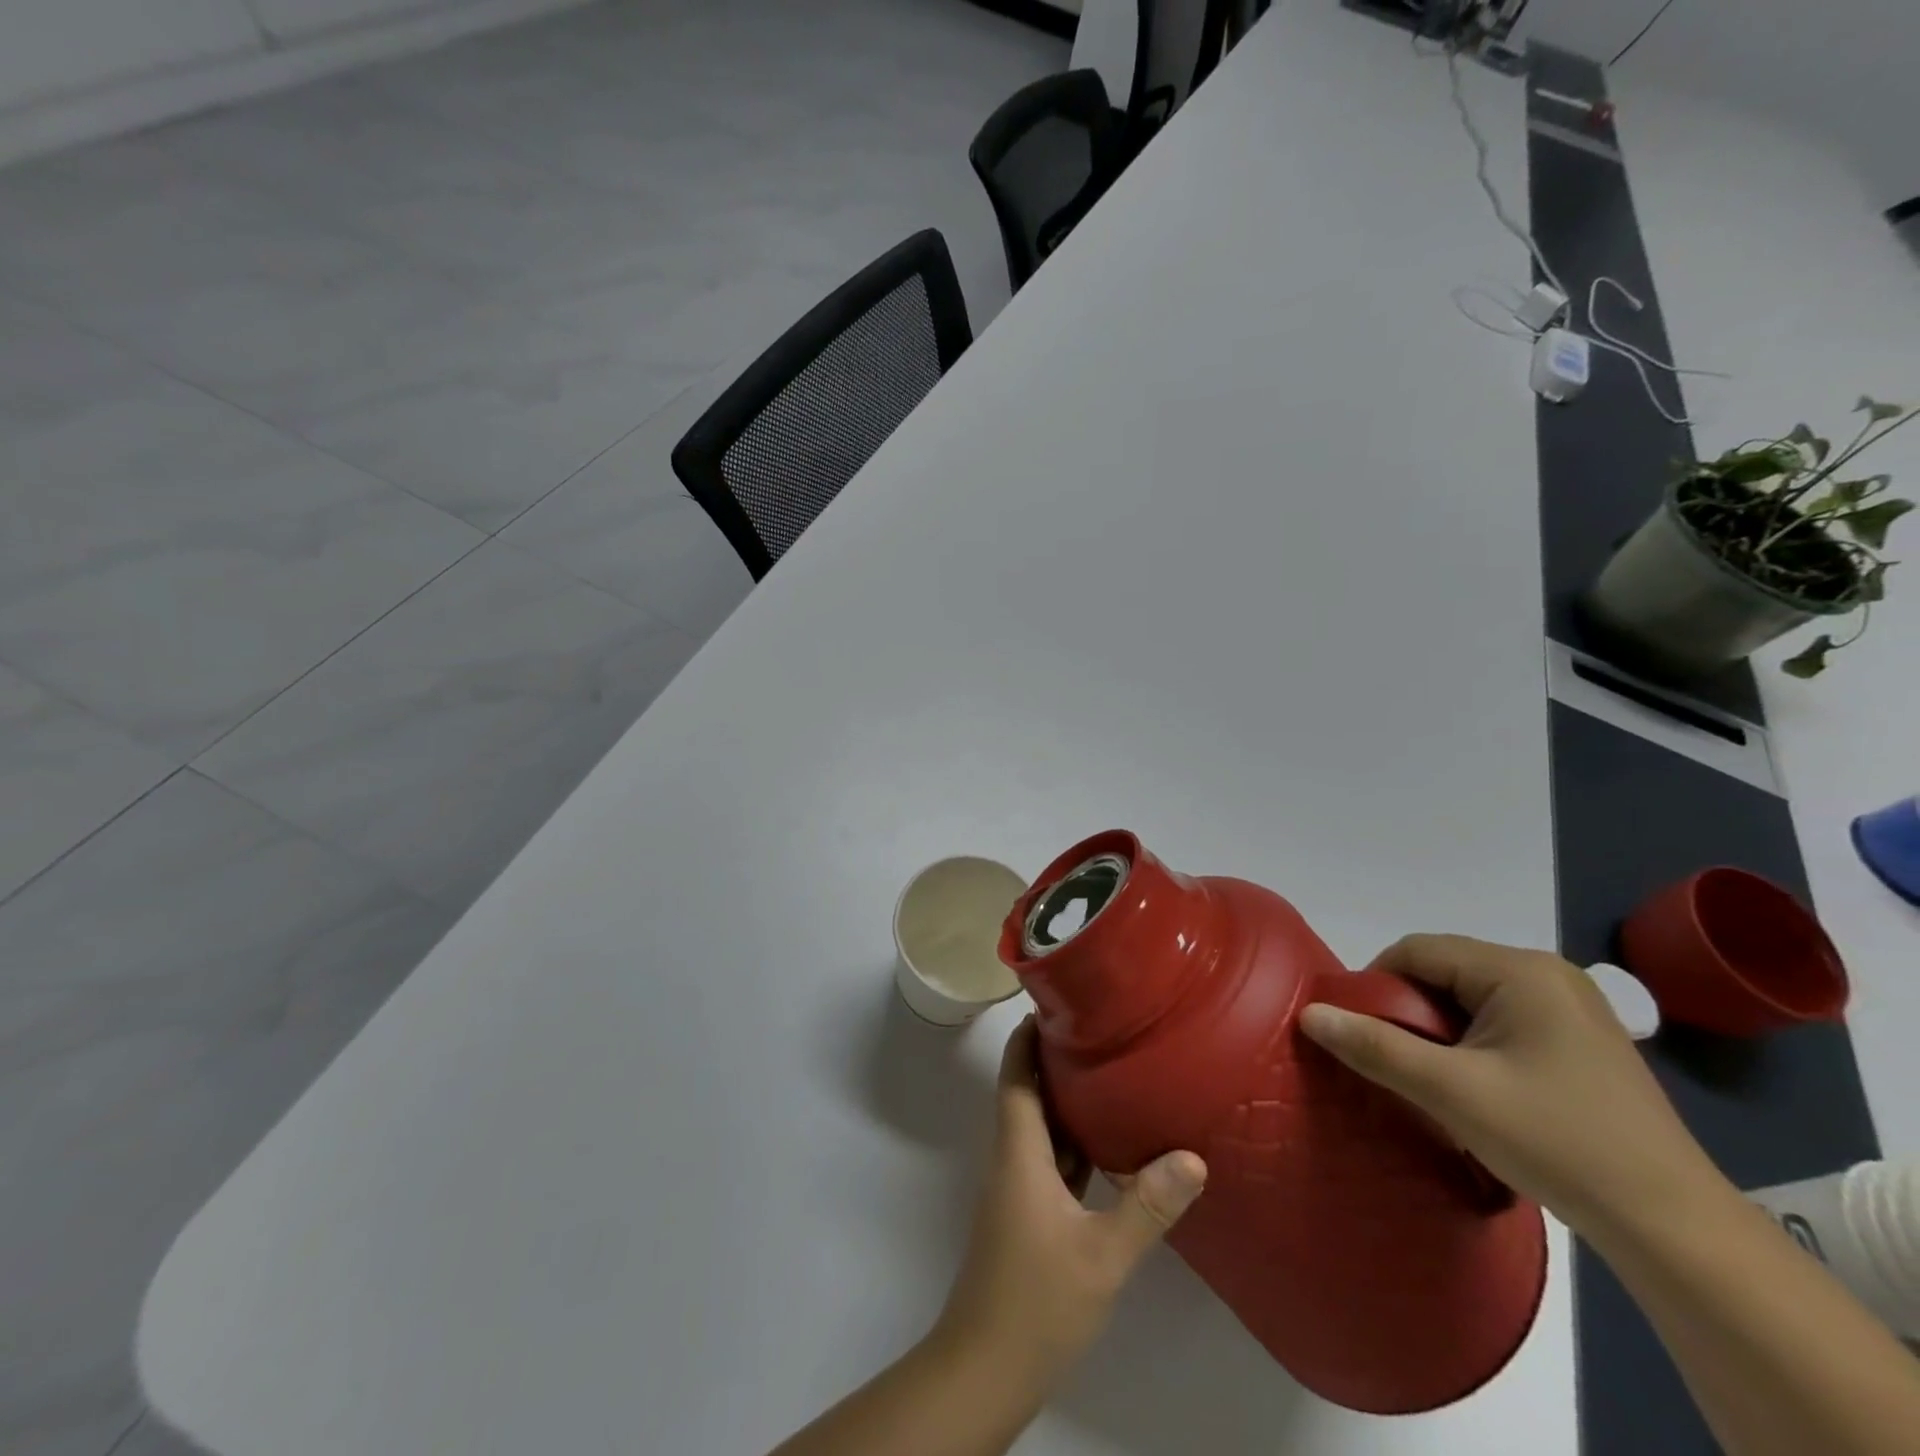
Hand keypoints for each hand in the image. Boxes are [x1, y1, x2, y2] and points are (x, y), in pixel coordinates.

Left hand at [935, 1018, 1206, 1386]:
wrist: (987, 1367)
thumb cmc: (1037, 1300)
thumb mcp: (1102, 1254)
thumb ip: (1146, 1206)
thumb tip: (1192, 1157)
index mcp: (1020, 1151)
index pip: (1017, 1075)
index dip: (1027, 1036)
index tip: (1053, 1003)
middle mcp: (1015, 1160)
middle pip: (1029, 1093)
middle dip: (1055, 1059)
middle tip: (1099, 1029)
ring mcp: (1022, 1190)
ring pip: (1043, 1128)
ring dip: (1067, 1100)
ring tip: (1111, 1071)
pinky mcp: (1032, 1216)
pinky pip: (1054, 1162)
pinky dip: (1076, 1143)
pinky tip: (1111, 1144)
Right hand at [1299, 934, 1716, 1239]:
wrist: (1672, 1226)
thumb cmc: (1556, 1142)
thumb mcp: (1451, 1093)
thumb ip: (1375, 1047)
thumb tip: (1310, 1014)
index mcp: (1519, 970)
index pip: (1418, 951)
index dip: (1375, 984)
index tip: (1358, 1032)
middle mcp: (1546, 973)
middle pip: (1444, 971)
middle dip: (1407, 1010)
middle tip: (1393, 1061)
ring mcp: (1570, 1006)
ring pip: (1470, 997)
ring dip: (1438, 1030)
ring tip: (1430, 1078)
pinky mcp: (1581, 1040)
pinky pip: (1501, 1020)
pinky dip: (1471, 1043)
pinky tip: (1475, 1087)